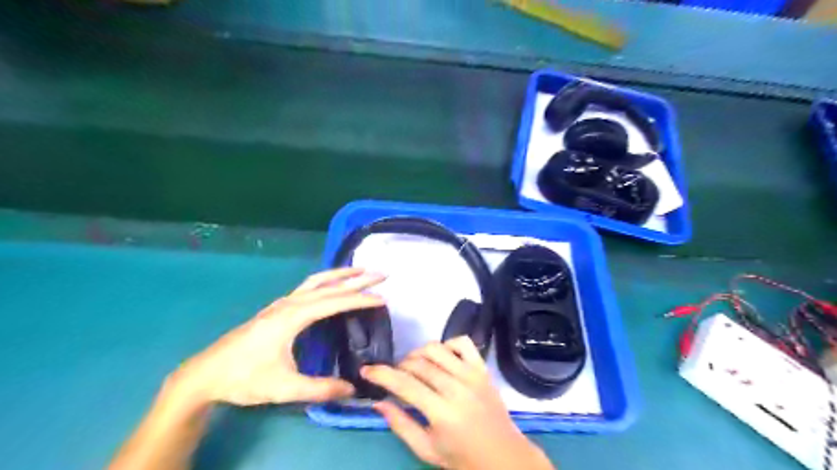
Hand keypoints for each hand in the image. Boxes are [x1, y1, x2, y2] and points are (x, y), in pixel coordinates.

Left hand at [171, 268, 385, 406]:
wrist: (206, 374)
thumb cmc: (244, 378)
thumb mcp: (284, 388)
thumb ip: (320, 389)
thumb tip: (352, 389)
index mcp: (293, 317)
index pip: (334, 302)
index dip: (360, 300)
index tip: (382, 299)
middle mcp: (289, 303)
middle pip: (329, 285)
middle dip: (357, 279)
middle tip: (381, 274)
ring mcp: (282, 304)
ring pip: (316, 281)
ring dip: (340, 274)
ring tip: (361, 271)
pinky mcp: (277, 308)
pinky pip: (308, 287)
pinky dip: (327, 281)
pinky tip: (331, 287)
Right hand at [366, 338, 553, 469]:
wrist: (504, 456)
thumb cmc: (462, 458)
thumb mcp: (426, 450)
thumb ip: (400, 425)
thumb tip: (378, 401)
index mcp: (442, 413)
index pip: (405, 384)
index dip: (381, 374)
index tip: (366, 370)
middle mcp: (457, 388)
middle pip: (418, 364)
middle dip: (399, 366)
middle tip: (395, 377)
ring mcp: (472, 374)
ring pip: (436, 348)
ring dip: (418, 353)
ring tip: (415, 367)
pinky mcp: (482, 368)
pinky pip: (462, 342)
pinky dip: (447, 344)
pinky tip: (441, 358)